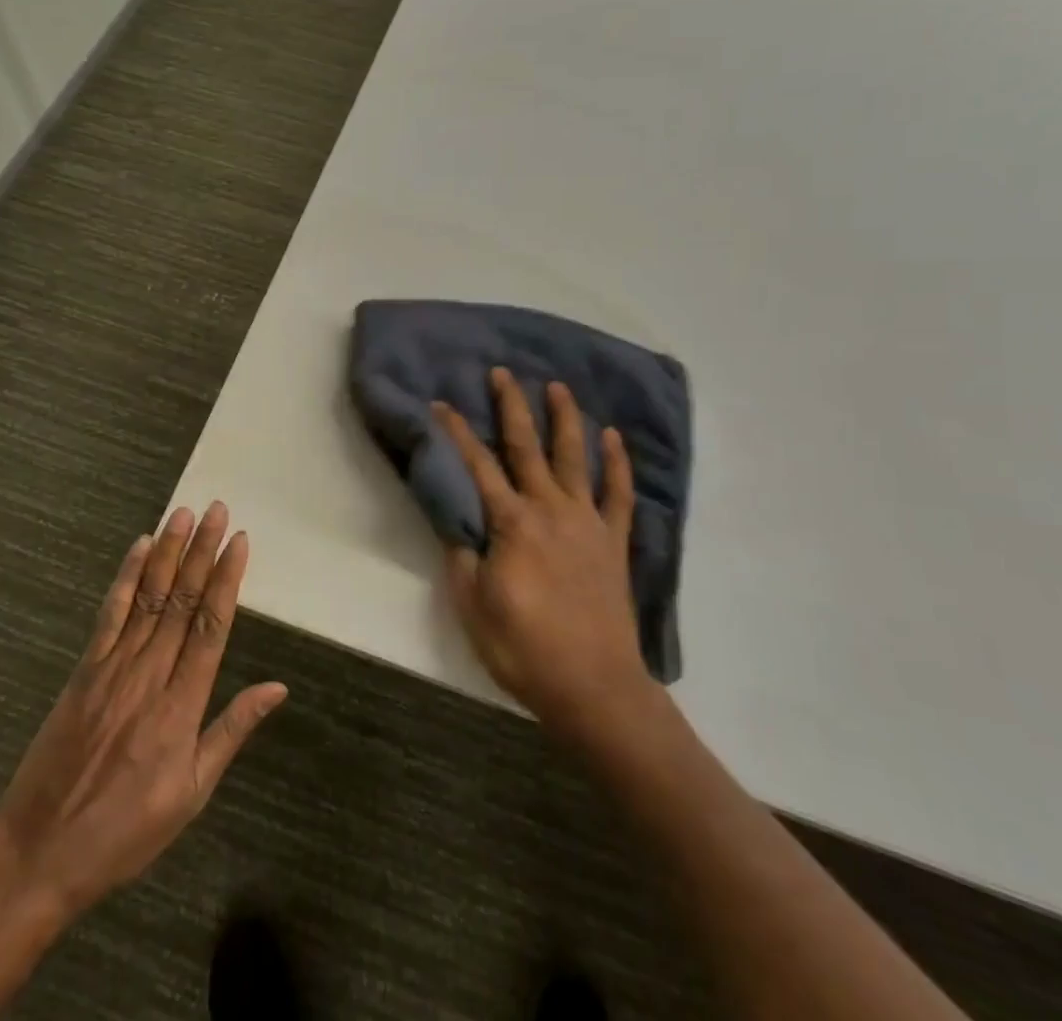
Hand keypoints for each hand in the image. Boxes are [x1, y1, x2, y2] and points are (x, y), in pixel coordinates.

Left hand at [0, 502, 286, 926]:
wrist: (39, 854)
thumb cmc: (124, 832)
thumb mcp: (191, 794)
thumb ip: (232, 731)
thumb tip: (277, 687)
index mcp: (182, 706)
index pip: (211, 626)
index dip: (227, 579)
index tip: (240, 541)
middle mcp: (150, 675)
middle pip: (182, 601)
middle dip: (203, 551)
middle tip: (218, 510)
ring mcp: (113, 668)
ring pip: (149, 597)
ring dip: (169, 552)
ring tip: (185, 514)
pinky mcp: (84, 670)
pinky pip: (110, 614)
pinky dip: (125, 577)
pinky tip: (139, 548)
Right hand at [434, 370, 657, 738]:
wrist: (595, 688)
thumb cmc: (525, 650)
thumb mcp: (473, 608)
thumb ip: (461, 559)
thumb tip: (456, 525)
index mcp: (512, 524)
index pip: (478, 466)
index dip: (458, 432)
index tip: (442, 403)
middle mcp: (550, 509)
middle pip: (527, 448)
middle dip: (512, 407)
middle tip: (503, 373)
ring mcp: (587, 522)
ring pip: (575, 458)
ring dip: (566, 419)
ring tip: (559, 387)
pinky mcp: (614, 541)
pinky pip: (619, 493)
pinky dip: (617, 463)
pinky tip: (613, 437)